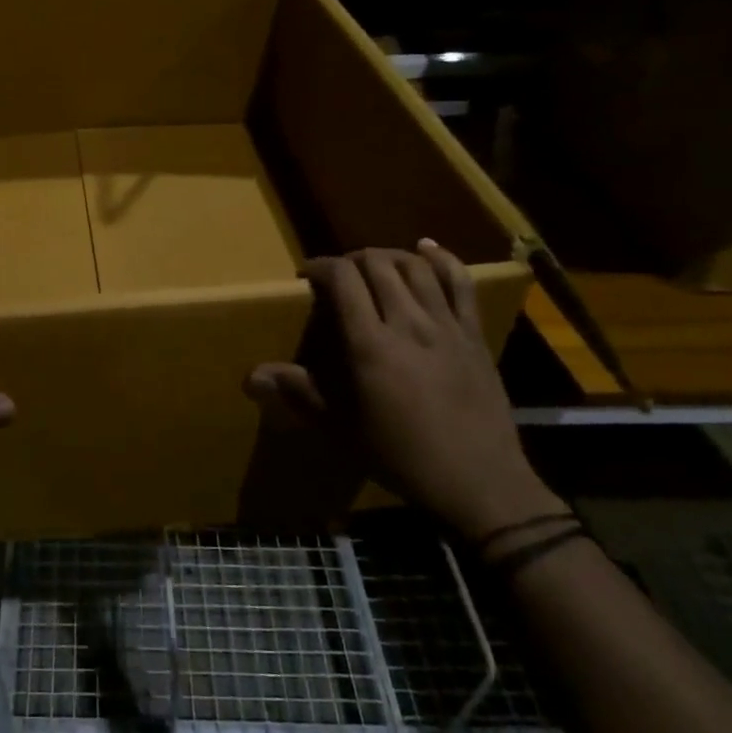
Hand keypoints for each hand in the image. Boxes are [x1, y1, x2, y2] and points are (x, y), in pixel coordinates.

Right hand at [247, 241, 559, 540]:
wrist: (480, 484)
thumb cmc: (402, 458)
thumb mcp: (342, 430)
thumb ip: (299, 393)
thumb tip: (251, 376)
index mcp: (371, 346)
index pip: (343, 280)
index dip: (320, 267)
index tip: (306, 277)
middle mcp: (408, 324)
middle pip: (377, 264)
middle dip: (350, 260)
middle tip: (338, 278)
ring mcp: (446, 326)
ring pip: (415, 267)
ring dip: (388, 257)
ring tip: (373, 266)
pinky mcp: (474, 334)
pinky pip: (461, 283)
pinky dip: (441, 259)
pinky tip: (426, 249)